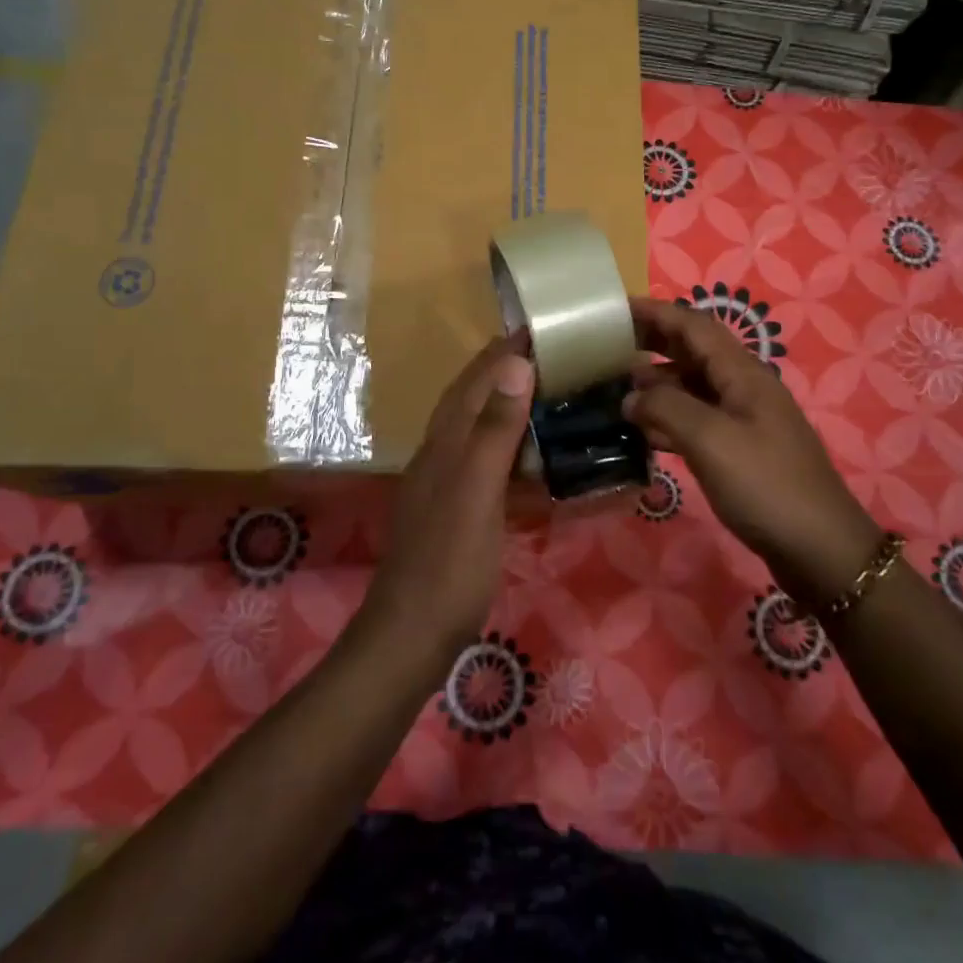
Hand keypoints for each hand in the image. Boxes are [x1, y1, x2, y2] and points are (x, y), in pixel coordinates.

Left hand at [363, 336, 534, 656]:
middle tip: (551, 352)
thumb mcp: (476, 493)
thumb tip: (517, 364)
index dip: (505, 351)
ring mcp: (446, 483)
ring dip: (506, 402)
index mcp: (445, 441)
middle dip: (505, 368)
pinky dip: (508, 445)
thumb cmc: (449, 564)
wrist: (411, 636)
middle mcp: (441, 453)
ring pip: (477, 427)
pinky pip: (486, 461)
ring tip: (545, 389)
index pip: (476, 380)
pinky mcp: (456, 509)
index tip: (541, 326)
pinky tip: (528, 454)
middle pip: (472, 397)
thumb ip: (494, 430)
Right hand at [624, 296, 879, 603]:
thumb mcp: (711, 440)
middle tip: (609, 344)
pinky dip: (668, 417)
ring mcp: (744, 420)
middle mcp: (744, 388)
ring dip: (657, 382)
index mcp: (743, 374)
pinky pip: (697, 421)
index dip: (656, 313)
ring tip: (616, 387)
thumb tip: (630, 397)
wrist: (819, 549)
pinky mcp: (740, 451)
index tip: (616, 309)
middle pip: (694, 352)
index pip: (694, 326)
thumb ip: (666, 409)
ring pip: (693, 387)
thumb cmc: (765, 485)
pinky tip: (642, 430)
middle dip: (653, 341)